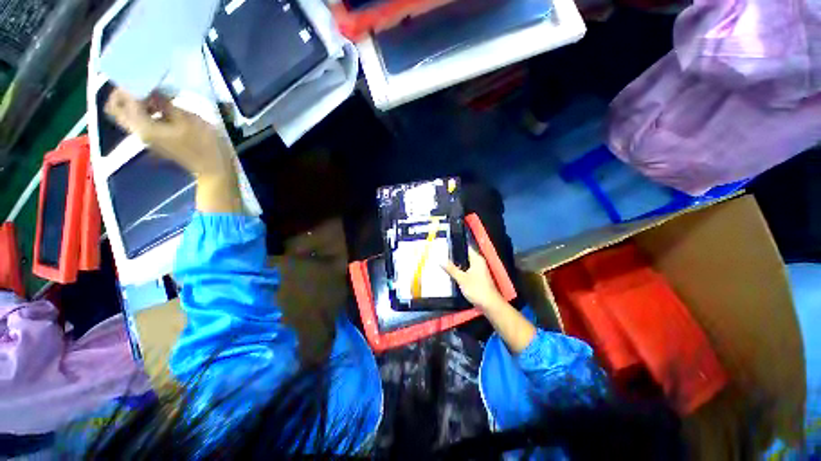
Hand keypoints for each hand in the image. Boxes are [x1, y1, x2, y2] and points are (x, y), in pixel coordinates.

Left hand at [104, 88, 235, 179]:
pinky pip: (142, 120)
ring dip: (137, 101)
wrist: (214, 168)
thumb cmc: (204, 144)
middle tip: (144, 84)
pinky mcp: (157, 139)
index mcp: (144, 127)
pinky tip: (166, 106)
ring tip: (159, 95)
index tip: (147, 78)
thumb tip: (152, 90)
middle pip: (115, 109)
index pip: (123, 100)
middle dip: (124, 93)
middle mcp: (139, 131)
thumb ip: (165, 103)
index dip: (132, 86)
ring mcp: (147, 136)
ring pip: (128, 114)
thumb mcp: (187, 119)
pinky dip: (147, 109)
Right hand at [443, 246, 505, 310]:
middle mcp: (478, 262)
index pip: (465, 248)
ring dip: (456, 265)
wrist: (490, 305)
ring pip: (464, 264)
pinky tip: (451, 274)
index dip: (455, 247)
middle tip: (441, 256)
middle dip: (453, 257)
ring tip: (444, 264)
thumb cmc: (477, 289)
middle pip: (464, 256)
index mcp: (477, 259)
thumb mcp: (461, 278)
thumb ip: (451, 269)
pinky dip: (460, 272)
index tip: (444, 247)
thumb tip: (440, 260)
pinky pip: (466, 271)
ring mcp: (478, 270)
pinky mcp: (477, 278)